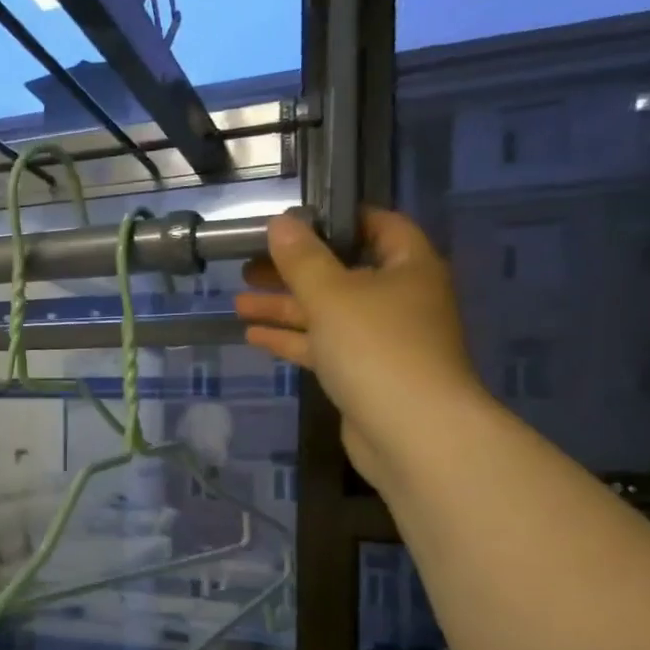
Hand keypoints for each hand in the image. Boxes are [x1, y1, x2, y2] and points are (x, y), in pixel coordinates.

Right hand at [234, 208, 485, 488]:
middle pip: (343, 273)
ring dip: (284, 307)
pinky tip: (253, 335)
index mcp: (408, 268)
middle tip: (249, 265)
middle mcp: (399, 299)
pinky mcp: (364, 374)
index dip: (339, 218)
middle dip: (295, 270)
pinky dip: (292, 339)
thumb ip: (302, 259)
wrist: (411, 432)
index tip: (295, 219)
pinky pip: (324, 346)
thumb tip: (280, 221)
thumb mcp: (331, 294)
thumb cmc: (376, 347)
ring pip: (327, 313)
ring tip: (238, 301)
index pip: (379, 226)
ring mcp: (382, 340)